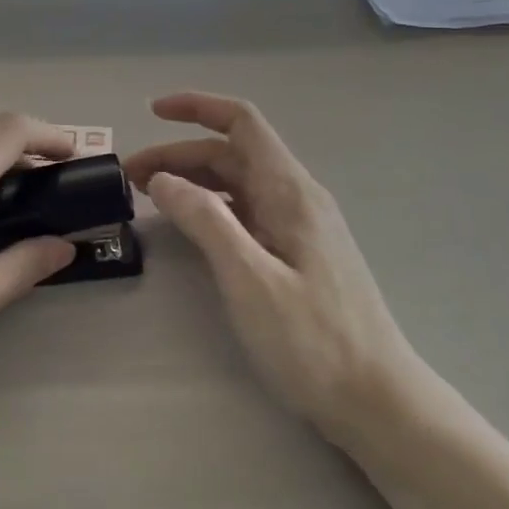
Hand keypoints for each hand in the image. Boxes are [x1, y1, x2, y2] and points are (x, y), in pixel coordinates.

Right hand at [123, 93, 420, 436]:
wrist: (378, 402)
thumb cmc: (314, 341)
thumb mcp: (250, 279)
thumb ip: (206, 221)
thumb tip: (163, 180)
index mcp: (289, 191)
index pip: (242, 123)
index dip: (197, 107)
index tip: (152, 111)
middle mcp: (296, 197)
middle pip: (231, 154)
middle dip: (179, 154)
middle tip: (130, 177)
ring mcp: (298, 226)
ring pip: (237, 183)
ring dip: (192, 180)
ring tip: (148, 196)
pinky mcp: (297, 253)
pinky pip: (246, 212)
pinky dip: (210, 207)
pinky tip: (189, 226)